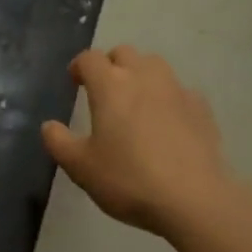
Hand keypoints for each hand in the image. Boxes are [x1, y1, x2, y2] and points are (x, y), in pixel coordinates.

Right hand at [41, 46, 233, 236]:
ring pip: (155, 66)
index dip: (79, 66)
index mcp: (110, 86)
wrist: (193, 198)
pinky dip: (167, 98)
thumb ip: (59, 142)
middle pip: (124, 53)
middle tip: (104, 90)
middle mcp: (144, 77)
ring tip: (135, 101)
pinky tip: (167, 123)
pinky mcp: (201, 108)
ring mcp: (177, 90)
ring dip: (140, 75)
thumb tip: (49, 126)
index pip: (90, 59)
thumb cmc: (128, 180)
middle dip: (110, 65)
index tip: (75, 81)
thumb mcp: (81, 167)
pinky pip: (179, 91)